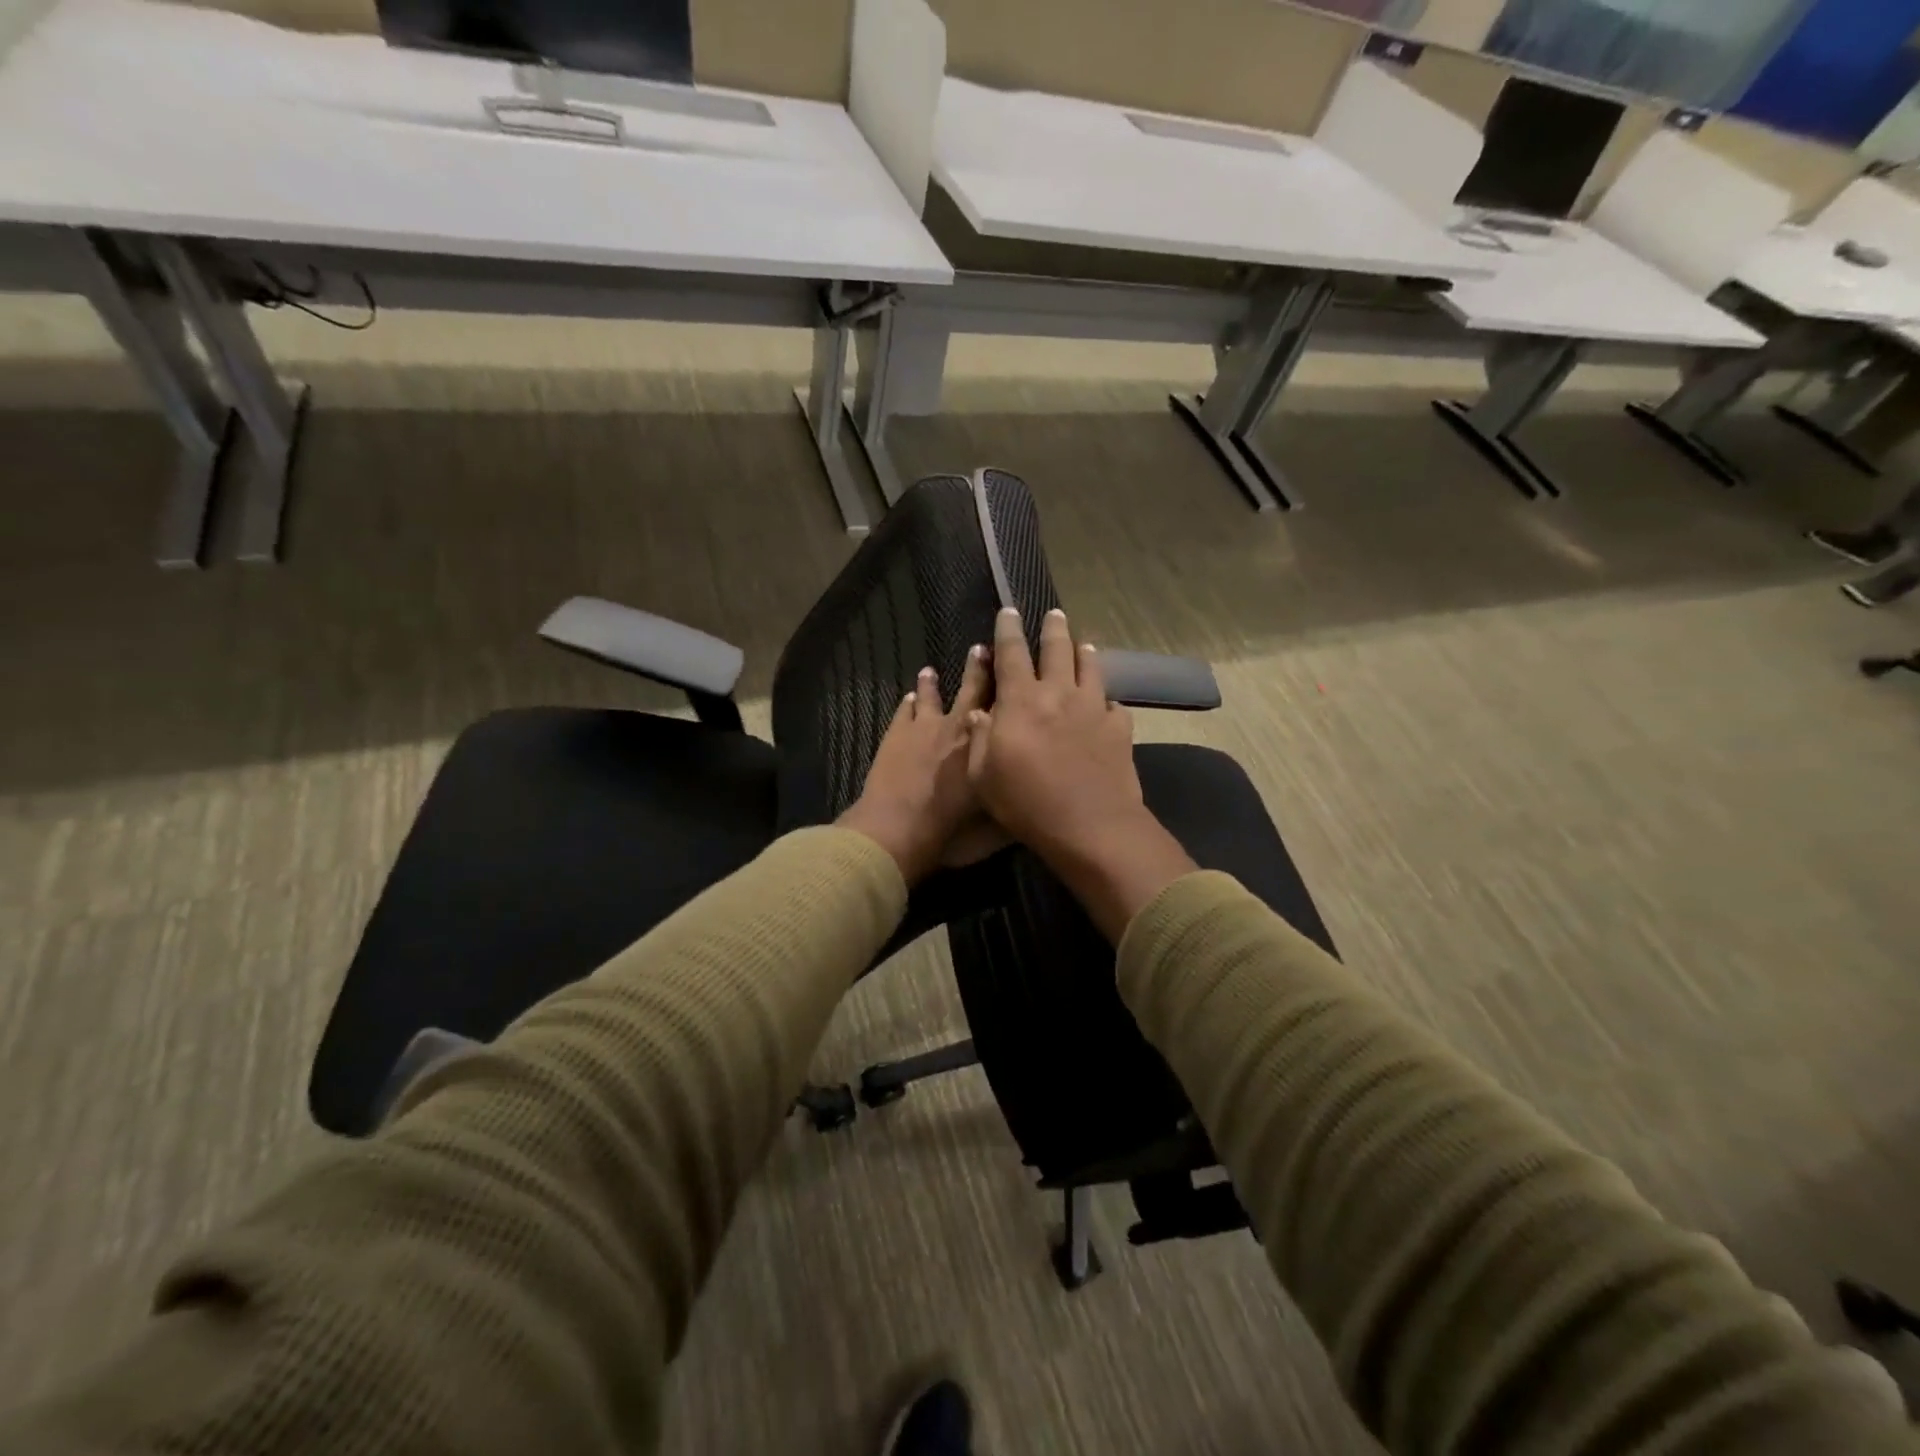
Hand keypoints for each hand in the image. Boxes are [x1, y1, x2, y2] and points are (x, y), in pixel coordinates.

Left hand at [838, 646, 995, 884]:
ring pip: (930, 696)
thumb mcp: (996, 828)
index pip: (1005, 707)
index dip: (1011, 686)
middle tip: (981, 647)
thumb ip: (1015, 806)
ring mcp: (923, 728)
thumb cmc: (951, 832)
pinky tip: (908, 697)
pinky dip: (908, 703)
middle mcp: (959, 728)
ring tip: (930, 669)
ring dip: (932, 683)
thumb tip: (1035, 795)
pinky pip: (904, 711)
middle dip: (978, 668)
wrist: (897, 830)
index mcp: (986, 746)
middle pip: (971, 690)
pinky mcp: (896, 734)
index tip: (1016, 666)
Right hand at [966, 607, 1193, 941]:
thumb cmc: (1026, 803)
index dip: (1008, 630)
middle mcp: (1059, 694)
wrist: (1090, 826)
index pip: (1011, 654)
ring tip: (1083, 644)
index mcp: (1021, 701)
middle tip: (1054, 613)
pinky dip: (1108, 701)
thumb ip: (979, 739)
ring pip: (1091, 668)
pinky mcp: (1119, 729)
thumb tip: (980, 712)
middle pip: (1057, 649)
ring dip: (1084, 653)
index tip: (1008, 611)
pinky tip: (1108, 705)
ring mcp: (1093, 709)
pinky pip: (1115, 706)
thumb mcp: (982, 776)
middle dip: (1053, 628)